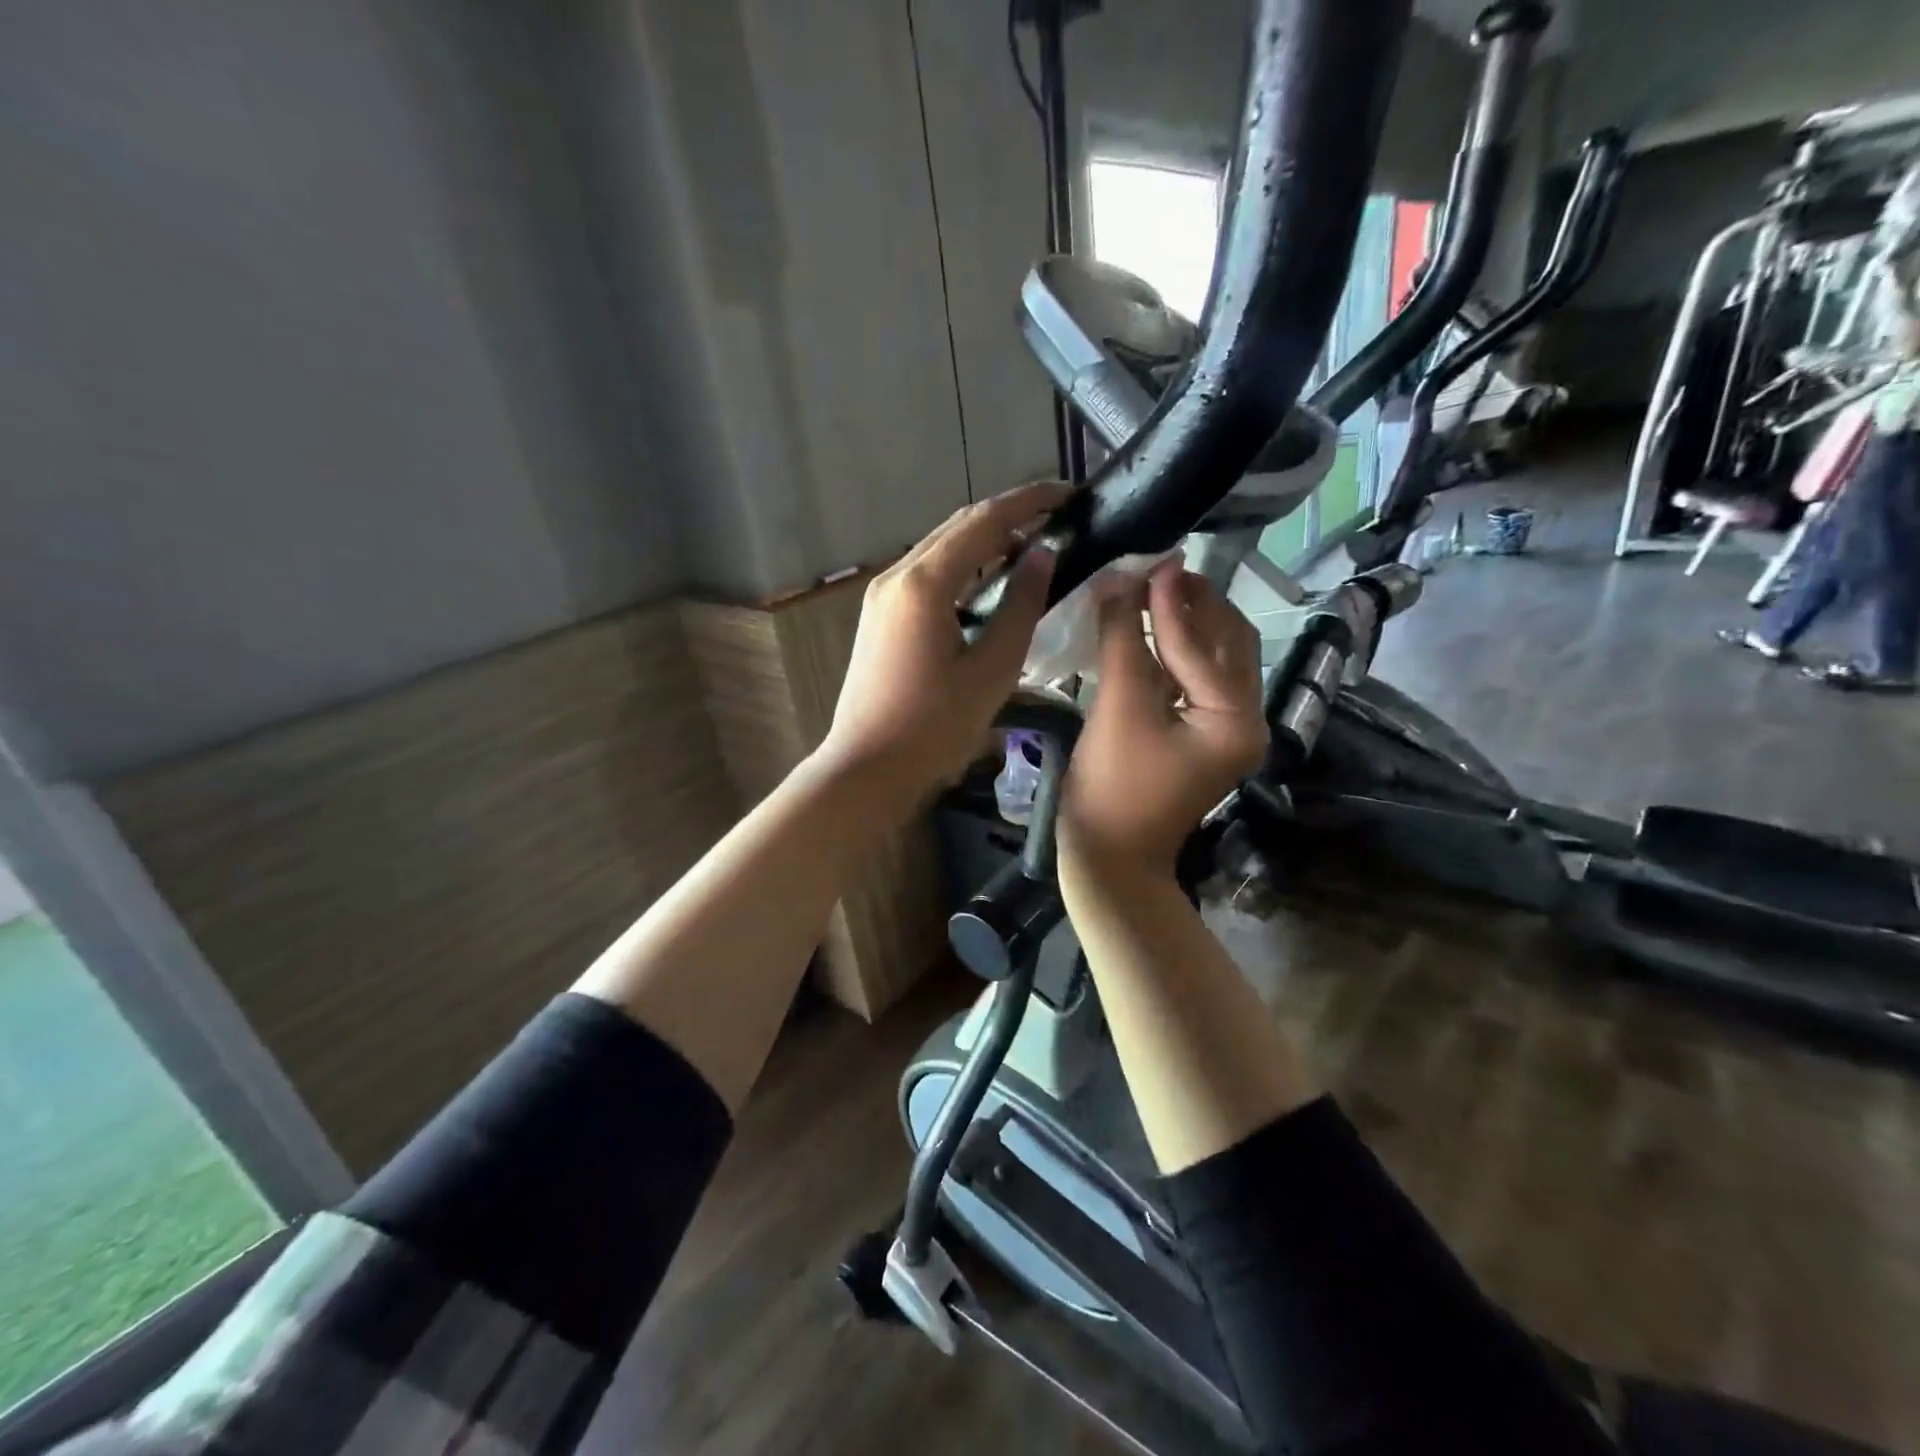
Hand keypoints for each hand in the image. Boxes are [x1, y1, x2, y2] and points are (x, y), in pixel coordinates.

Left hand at [818, 480, 1070, 801]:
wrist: (866, 769)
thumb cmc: (932, 728)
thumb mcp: (991, 670)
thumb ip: (1020, 607)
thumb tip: (1042, 555)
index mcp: (923, 584)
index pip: (984, 520)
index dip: (1030, 501)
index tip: (1070, 494)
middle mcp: (897, 576)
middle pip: (959, 527)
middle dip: (1009, 517)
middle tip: (1057, 523)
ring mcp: (882, 595)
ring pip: (941, 549)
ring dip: (985, 544)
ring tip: (1031, 556)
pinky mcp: (880, 617)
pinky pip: (927, 575)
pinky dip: (963, 570)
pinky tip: (989, 590)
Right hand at [1061, 563, 1265, 879]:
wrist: (1108, 857)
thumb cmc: (1113, 788)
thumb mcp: (1118, 709)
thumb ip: (1123, 640)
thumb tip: (1119, 580)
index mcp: (1236, 720)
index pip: (1204, 645)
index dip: (1171, 601)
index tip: (1152, 558)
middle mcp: (1245, 720)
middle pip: (1228, 644)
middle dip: (1193, 604)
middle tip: (1157, 568)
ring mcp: (1226, 730)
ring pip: (1213, 659)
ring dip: (1185, 623)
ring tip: (1151, 587)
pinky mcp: (1202, 735)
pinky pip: (1195, 679)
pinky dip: (1173, 651)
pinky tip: (1147, 627)